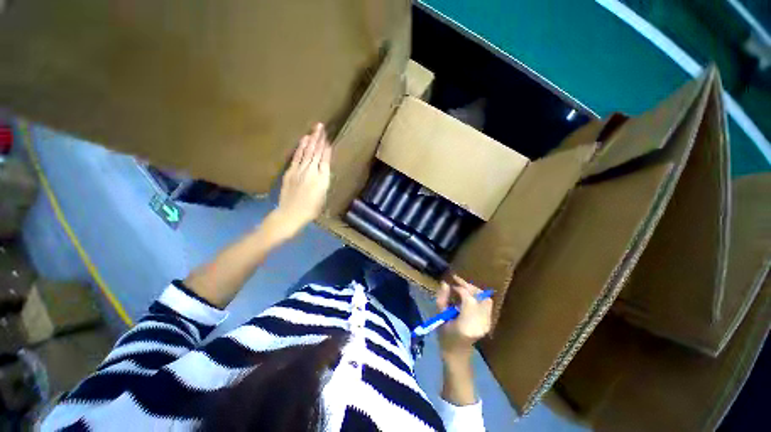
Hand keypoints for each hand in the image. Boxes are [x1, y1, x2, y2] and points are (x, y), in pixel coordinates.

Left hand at [273, 123, 331, 236]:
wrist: (291, 213)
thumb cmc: (311, 209)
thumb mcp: (323, 196)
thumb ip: (324, 180)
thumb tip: (325, 169)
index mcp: (323, 179)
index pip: (325, 160)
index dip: (327, 149)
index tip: (328, 139)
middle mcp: (312, 171)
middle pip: (316, 152)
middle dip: (319, 139)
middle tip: (321, 127)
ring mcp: (300, 170)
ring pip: (307, 152)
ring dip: (311, 140)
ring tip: (314, 129)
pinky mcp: (291, 171)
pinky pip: (297, 156)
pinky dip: (301, 147)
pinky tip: (304, 140)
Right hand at [436, 275, 492, 362]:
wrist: (457, 355)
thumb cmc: (445, 338)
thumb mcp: (439, 317)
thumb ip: (442, 299)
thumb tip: (445, 283)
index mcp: (467, 324)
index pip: (468, 299)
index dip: (459, 288)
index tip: (450, 284)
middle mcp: (481, 323)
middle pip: (480, 296)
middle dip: (468, 286)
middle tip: (456, 282)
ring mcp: (487, 324)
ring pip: (485, 299)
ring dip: (473, 291)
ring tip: (462, 288)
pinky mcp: (489, 323)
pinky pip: (486, 304)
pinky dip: (477, 297)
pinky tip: (467, 297)